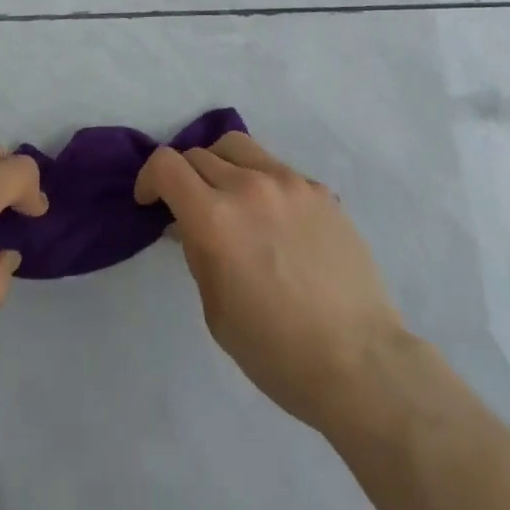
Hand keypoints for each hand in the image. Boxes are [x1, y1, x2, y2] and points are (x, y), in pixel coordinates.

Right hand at [134, 132, 406, 433]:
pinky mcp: (319, 190)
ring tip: (229, 197)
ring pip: (238, 147)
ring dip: (221, 166)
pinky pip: (277, 169)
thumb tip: (189, 224)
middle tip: (190, 208)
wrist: (360, 362)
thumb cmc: (277, 352)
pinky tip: (275, 219)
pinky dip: (261, 182)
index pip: (167, 165)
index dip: (149, 178)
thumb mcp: (216, 310)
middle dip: (184, 177)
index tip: (150, 201)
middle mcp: (249, 186)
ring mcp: (288, 182)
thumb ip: (197, 254)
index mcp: (215, 219)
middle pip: (199, 154)